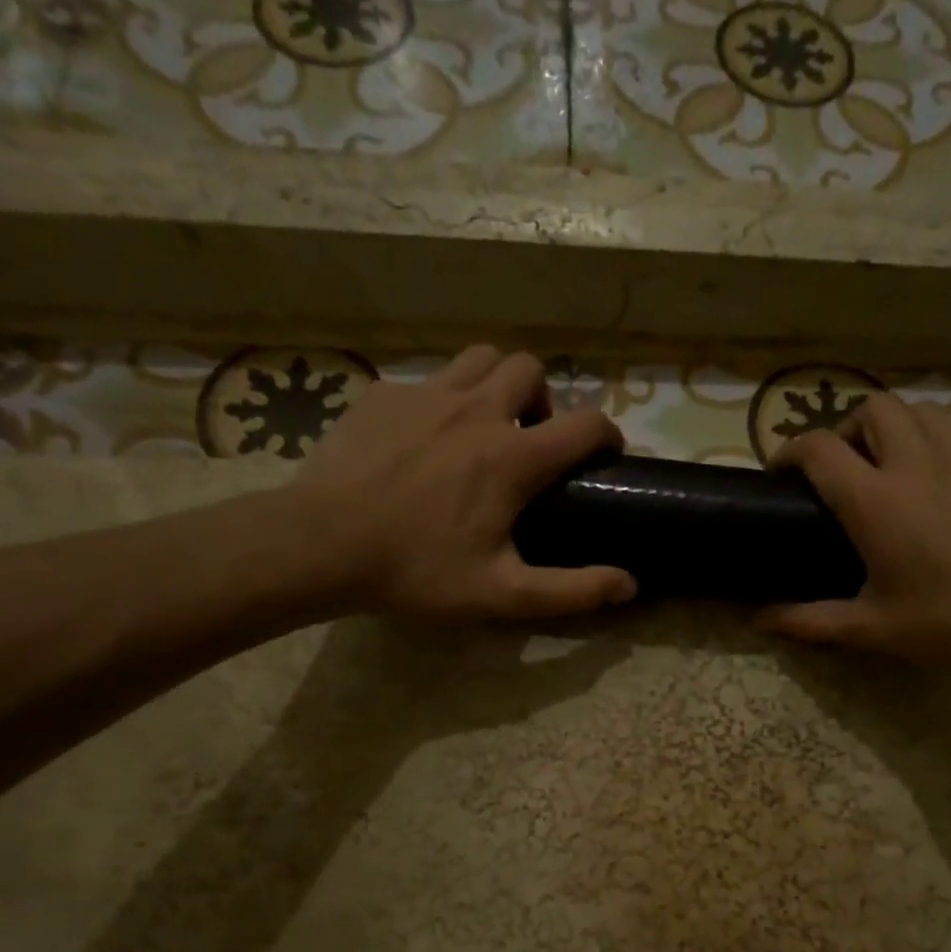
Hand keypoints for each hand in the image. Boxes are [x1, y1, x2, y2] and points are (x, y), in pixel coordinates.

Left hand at [291, 346, 635, 619]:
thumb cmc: (417, 571)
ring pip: (479, 357)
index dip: (607, 434)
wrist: (320, 544)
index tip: (606, 454)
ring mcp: (425, 395)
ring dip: (496, 384)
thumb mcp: (503, 594)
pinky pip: (427, 379)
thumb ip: (572, 591)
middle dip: (544, 399)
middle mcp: (476, 410)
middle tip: (531, 441)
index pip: (585, 424)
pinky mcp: (382, 395)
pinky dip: (442, 400)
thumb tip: (629, 585)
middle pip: (529, 368)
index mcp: (512, 457)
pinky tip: (425, 439)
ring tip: (485, 426)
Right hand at [760, 394, 950, 670]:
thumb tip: (760, 620)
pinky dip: (944, 452)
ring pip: (923, 412)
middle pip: (874, 407)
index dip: (790, 451)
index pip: (819, 448)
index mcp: (877, 500)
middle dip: (848, 427)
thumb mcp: (874, 629)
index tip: (781, 472)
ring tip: (892, 465)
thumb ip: (811, 621)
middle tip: (843, 467)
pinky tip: (948, 490)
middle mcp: (918, 464)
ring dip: (897, 428)